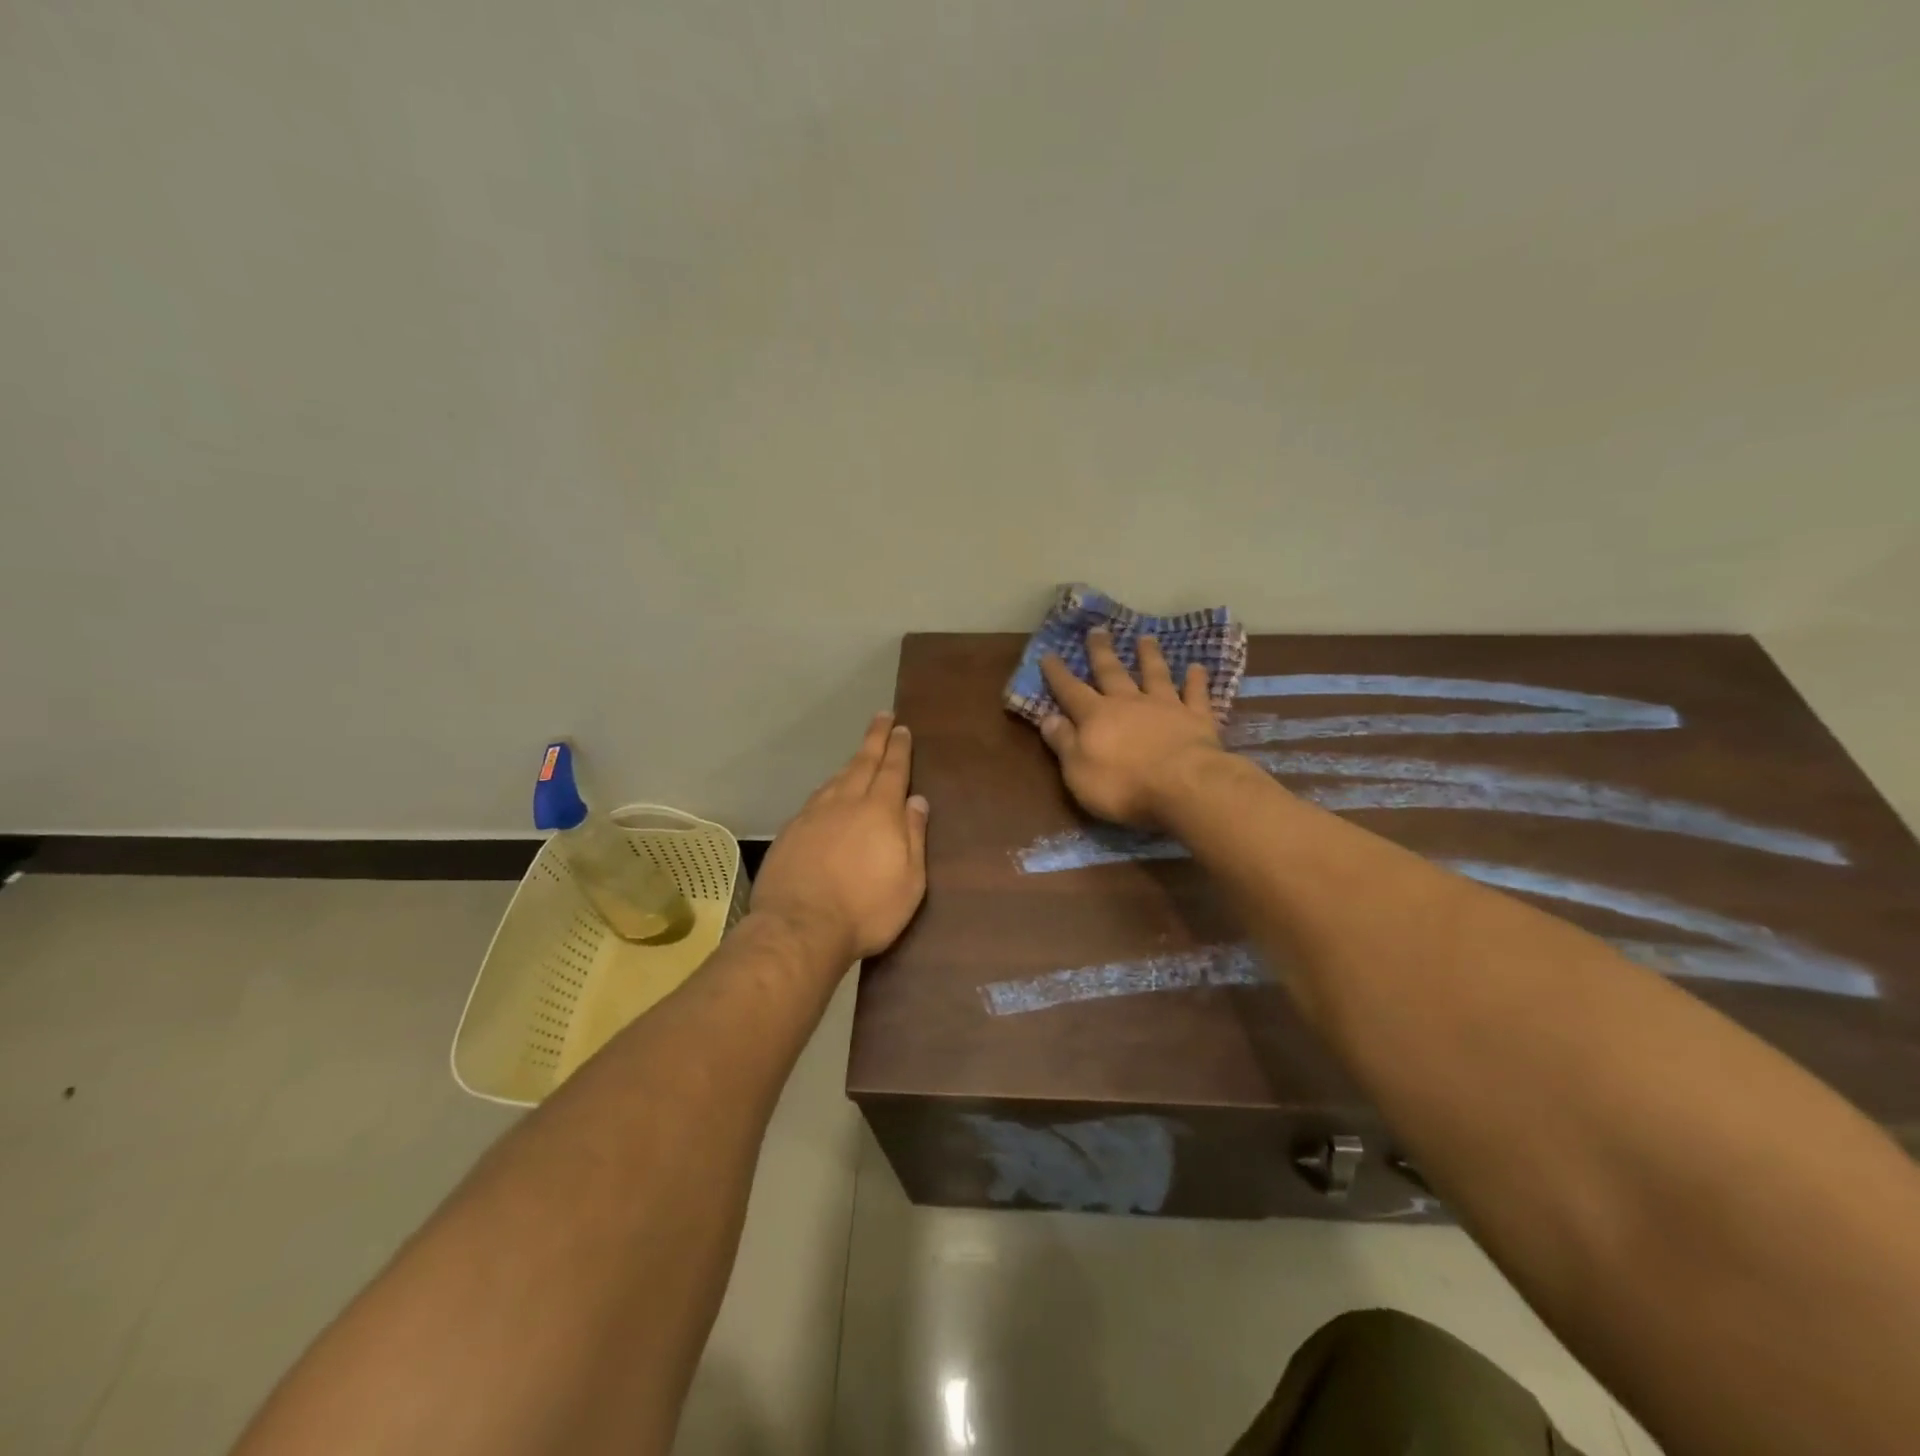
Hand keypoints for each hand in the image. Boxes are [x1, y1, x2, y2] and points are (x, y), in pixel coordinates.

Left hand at [753, 712, 930, 965]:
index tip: (901, 727)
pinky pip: (815, 800)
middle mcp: (845, 803)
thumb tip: (917, 801)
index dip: (898, 747)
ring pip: (836, 779)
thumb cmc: (866, 909)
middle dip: (875, 739)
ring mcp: (813, 815)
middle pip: (862, 762)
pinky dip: (827, 789)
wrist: (799, 928)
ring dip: (850, 763)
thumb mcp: (909, 881)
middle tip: (881, 718)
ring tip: (859, 756)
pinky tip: (827, 795)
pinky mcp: (791, 832)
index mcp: (879, 811)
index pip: (892, 769)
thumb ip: (914, 836)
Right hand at [1037, 630, 1224, 828]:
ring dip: (1149, 656)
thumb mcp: (1078, 771)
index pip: (1070, 691)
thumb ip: (1063, 742)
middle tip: (1097, 630)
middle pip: (1112, 672)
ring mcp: (1165, 707)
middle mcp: (1129, 703)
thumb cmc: (1123, 785)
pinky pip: (1196, 694)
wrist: (1184, 786)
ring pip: (1155, 675)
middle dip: (1101, 652)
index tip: (1047, 653)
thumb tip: (1047, 718)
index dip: (1057, 673)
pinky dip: (1196, 681)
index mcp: (1095, 716)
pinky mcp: (1197, 718)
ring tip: (1146, 638)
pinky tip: (1197, 668)